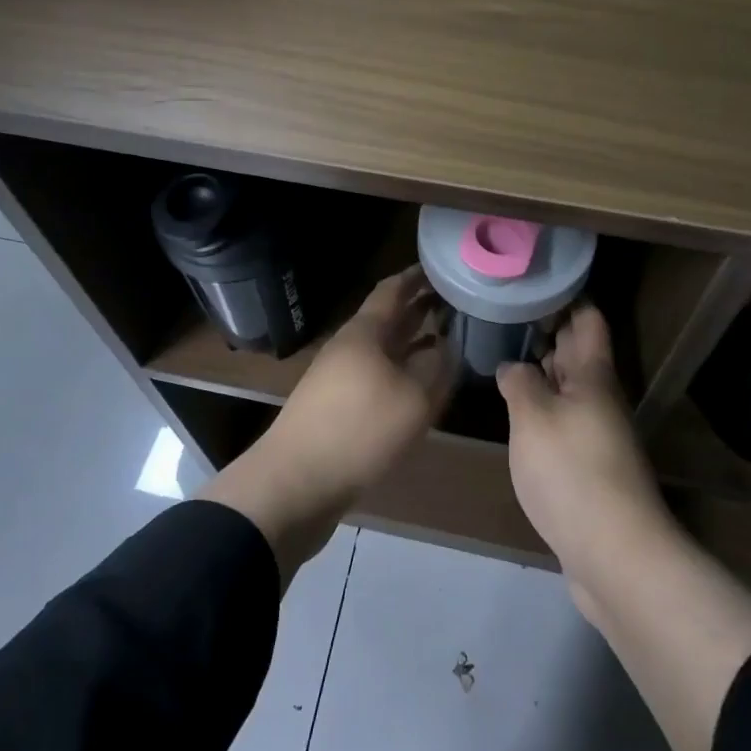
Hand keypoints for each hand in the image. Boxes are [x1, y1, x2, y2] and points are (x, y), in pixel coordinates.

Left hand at [203, 267, 453, 579]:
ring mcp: (340, 377)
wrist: (296, 483)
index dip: (417, 276)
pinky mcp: (338, 407)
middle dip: (419, 307)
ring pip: (384, 348)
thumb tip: (448, 347)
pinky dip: (402, 370)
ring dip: (413, 340)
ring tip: (446, 337)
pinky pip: (377, 375)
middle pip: (388, 318)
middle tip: (454, 300)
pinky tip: (419, 385)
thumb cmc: (359, 430)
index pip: (392, 290)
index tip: (443, 267)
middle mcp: (350, 347)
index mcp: (365, 333)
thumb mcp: (413, 398)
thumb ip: (436, 367)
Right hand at [497, 305, 675, 608]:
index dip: (567, 297)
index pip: (587, 320)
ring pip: (570, 388)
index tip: (536, 283)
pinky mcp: (590, 467)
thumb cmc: (572, 471)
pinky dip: (543, 408)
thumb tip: (513, 366)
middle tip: (510, 314)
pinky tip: (518, 412)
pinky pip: (565, 421)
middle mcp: (600, 399)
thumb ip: (520, 383)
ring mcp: (598, 434)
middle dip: (550, 331)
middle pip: (579, 353)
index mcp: (593, 376)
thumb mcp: (533, 417)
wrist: (615, 554)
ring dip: (544, 371)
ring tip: (507, 355)